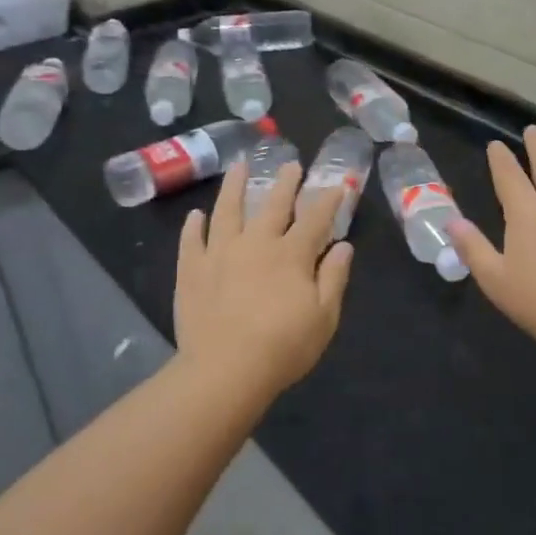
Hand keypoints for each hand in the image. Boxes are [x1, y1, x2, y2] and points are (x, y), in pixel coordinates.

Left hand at [175, 162, 352, 395]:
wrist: (225, 370)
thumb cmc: (283, 346)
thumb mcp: (324, 317)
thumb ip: (334, 277)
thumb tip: (343, 246)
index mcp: (292, 254)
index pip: (315, 218)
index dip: (328, 199)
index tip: (337, 184)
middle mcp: (256, 243)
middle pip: (273, 205)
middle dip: (285, 183)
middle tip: (290, 164)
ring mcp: (220, 253)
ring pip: (227, 211)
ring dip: (235, 187)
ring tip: (239, 167)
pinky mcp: (192, 270)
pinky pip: (192, 241)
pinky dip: (193, 226)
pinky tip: (195, 216)